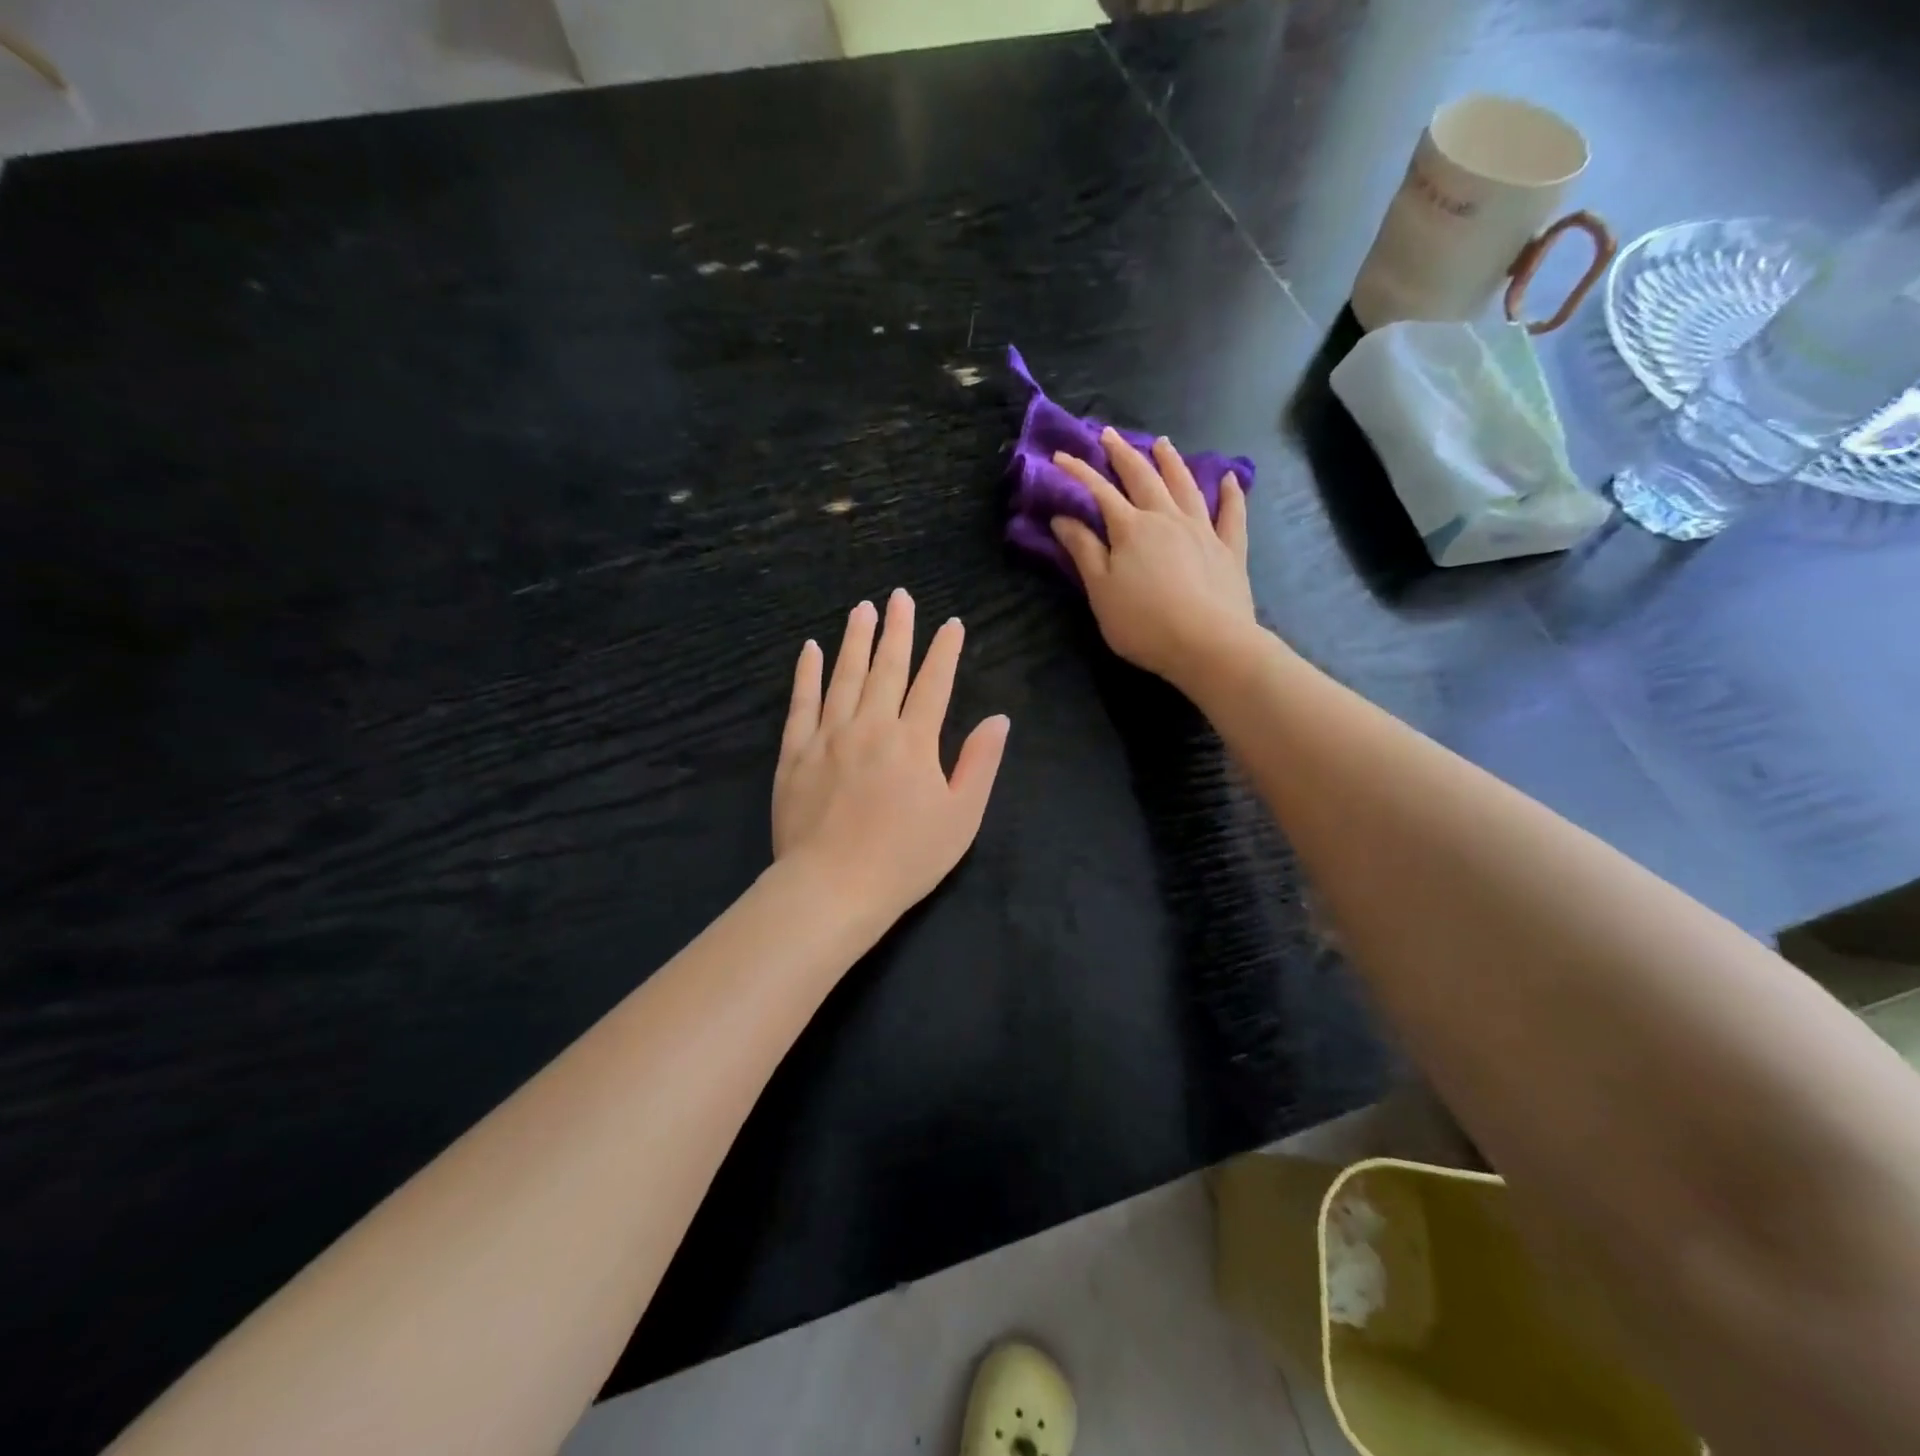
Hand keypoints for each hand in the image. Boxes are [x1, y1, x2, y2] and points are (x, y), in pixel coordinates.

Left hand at [773, 590, 1009, 923]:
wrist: (833, 888)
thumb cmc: (905, 859)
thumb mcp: (961, 818)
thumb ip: (980, 764)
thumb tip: (998, 719)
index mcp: (914, 742)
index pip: (934, 684)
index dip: (945, 651)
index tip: (951, 624)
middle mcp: (871, 727)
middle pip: (887, 668)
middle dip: (898, 629)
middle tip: (900, 596)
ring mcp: (828, 737)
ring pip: (844, 676)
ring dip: (855, 640)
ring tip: (862, 609)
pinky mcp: (794, 754)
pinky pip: (801, 703)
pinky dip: (806, 674)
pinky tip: (810, 650)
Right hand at [1049, 429, 1257, 693]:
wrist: (1208, 644)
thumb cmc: (1144, 622)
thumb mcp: (1101, 591)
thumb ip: (1083, 551)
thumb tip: (1062, 518)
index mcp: (1131, 528)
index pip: (1099, 492)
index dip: (1078, 472)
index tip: (1059, 456)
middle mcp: (1167, 518)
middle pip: (1143, 478)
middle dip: (1123, 454)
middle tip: (1109, 434)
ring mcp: (1203, 530)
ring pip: (1185, 486)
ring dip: (1171, 462)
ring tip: (1161, 443)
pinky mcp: (1230, 549)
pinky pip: (1231, 514)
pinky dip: (1231, 493)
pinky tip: (1230, 479)